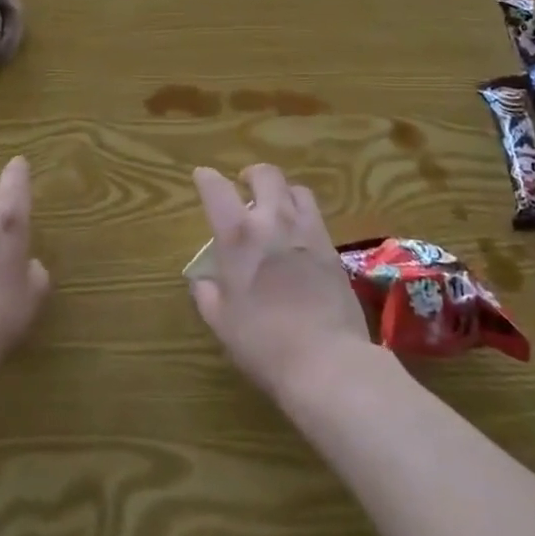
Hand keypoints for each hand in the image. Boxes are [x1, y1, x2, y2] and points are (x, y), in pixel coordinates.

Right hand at [189, 165, 374, 401]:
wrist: (326, 361)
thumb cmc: (264, 343)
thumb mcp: (222, 323)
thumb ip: (207, 295)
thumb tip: (203, 280)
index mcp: (239, 235)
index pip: (217, 189)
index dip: (206, 178)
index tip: (202, 177)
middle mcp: (273, 220)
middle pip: (265, 174)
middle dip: (251, 175)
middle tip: (245, 186)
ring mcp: (307, 230)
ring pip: (295, 188)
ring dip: (281, 191)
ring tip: (276, 207)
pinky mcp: (331, 246)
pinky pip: (315, 214)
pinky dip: (302, 214)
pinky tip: (298, 234)